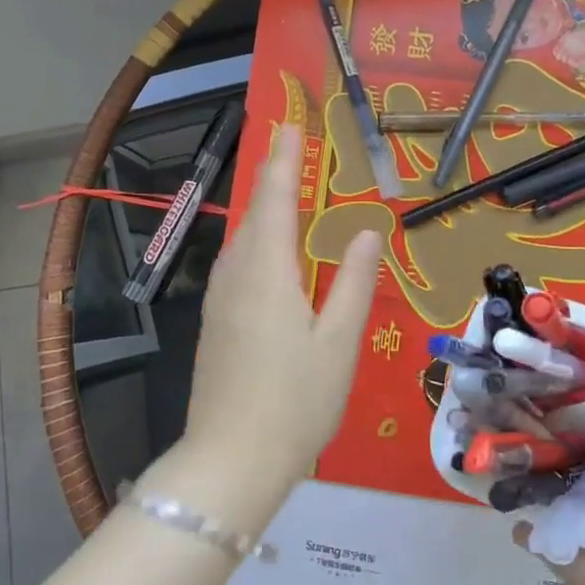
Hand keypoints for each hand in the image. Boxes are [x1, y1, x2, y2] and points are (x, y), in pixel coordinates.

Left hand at [181, 122, 381, 485]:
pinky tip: (268, 252)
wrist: (231, 460)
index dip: (285, 159)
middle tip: (290, 145)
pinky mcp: (215, 322)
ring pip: (242, 238)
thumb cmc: (296, 401)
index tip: (291, 124)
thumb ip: (354, 282)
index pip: (277, 197)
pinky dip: (256, 240)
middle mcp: (237, 274)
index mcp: (268, 270)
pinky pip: (237, 263)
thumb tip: (368, 232)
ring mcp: (220, 299)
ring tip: (283, 188)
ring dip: (263, 208)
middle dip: (272, 175)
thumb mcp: (339, 342)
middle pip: (255, 212)